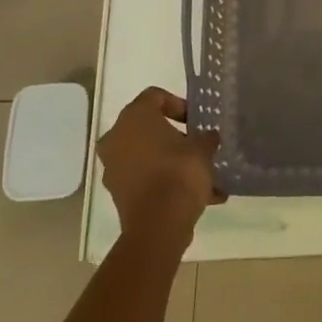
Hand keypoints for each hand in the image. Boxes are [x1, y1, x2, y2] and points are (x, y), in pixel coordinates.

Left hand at [98, 87, 224, 240]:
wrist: (159, 225)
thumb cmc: (179, 173)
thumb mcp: (203, 148)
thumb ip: (206, 137)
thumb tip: (207, 137)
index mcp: (134, 117)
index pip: (155, 96)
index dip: (179, 104)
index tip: (196, 120)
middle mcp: (116, 137)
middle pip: (149, 128)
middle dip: (175, 136)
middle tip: (198, 145)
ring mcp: (113, 167)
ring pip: (148, 156)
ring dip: (172, 161)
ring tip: (203, 176)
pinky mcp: (118, 193)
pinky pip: (145, 178)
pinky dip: (165, 182)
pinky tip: (197, 197)